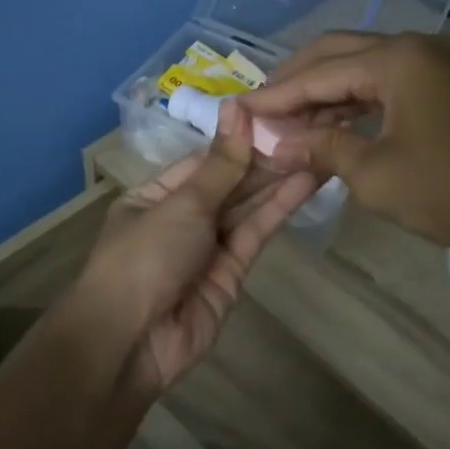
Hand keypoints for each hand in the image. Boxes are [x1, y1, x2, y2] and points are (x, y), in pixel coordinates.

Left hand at [76, 100, 318, 393]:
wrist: (131, 341)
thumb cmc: (145, 256)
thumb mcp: (182, 203)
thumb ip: (221, 163)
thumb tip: (237, 107)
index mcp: (155, 195)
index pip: (203, 160)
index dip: (238, 138)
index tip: (276, 113)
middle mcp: (181, 218)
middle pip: (228, 183)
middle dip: (263, 159)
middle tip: (308, 128)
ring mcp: (207, 247)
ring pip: (246, 207)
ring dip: (278, 180)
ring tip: (317, 148)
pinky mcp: (232, 274)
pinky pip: (255, 234)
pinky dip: (279, 209)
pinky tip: (306, 182)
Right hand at [239, 32, 449, 257]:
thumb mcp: (376, 175)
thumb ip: (322, 148)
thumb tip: (278, 144)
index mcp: (396, 59)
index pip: (318, 72)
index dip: (276, 95)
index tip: (239, 111)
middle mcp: (414, 47)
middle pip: (337, 54)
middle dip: (295, 82)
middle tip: (260, 111)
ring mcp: (432, 64)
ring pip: (360, 68)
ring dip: (323, 94)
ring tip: (287, 124)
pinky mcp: (443, 86)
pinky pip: (385, 85)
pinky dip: (353, 103)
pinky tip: (329, 126)